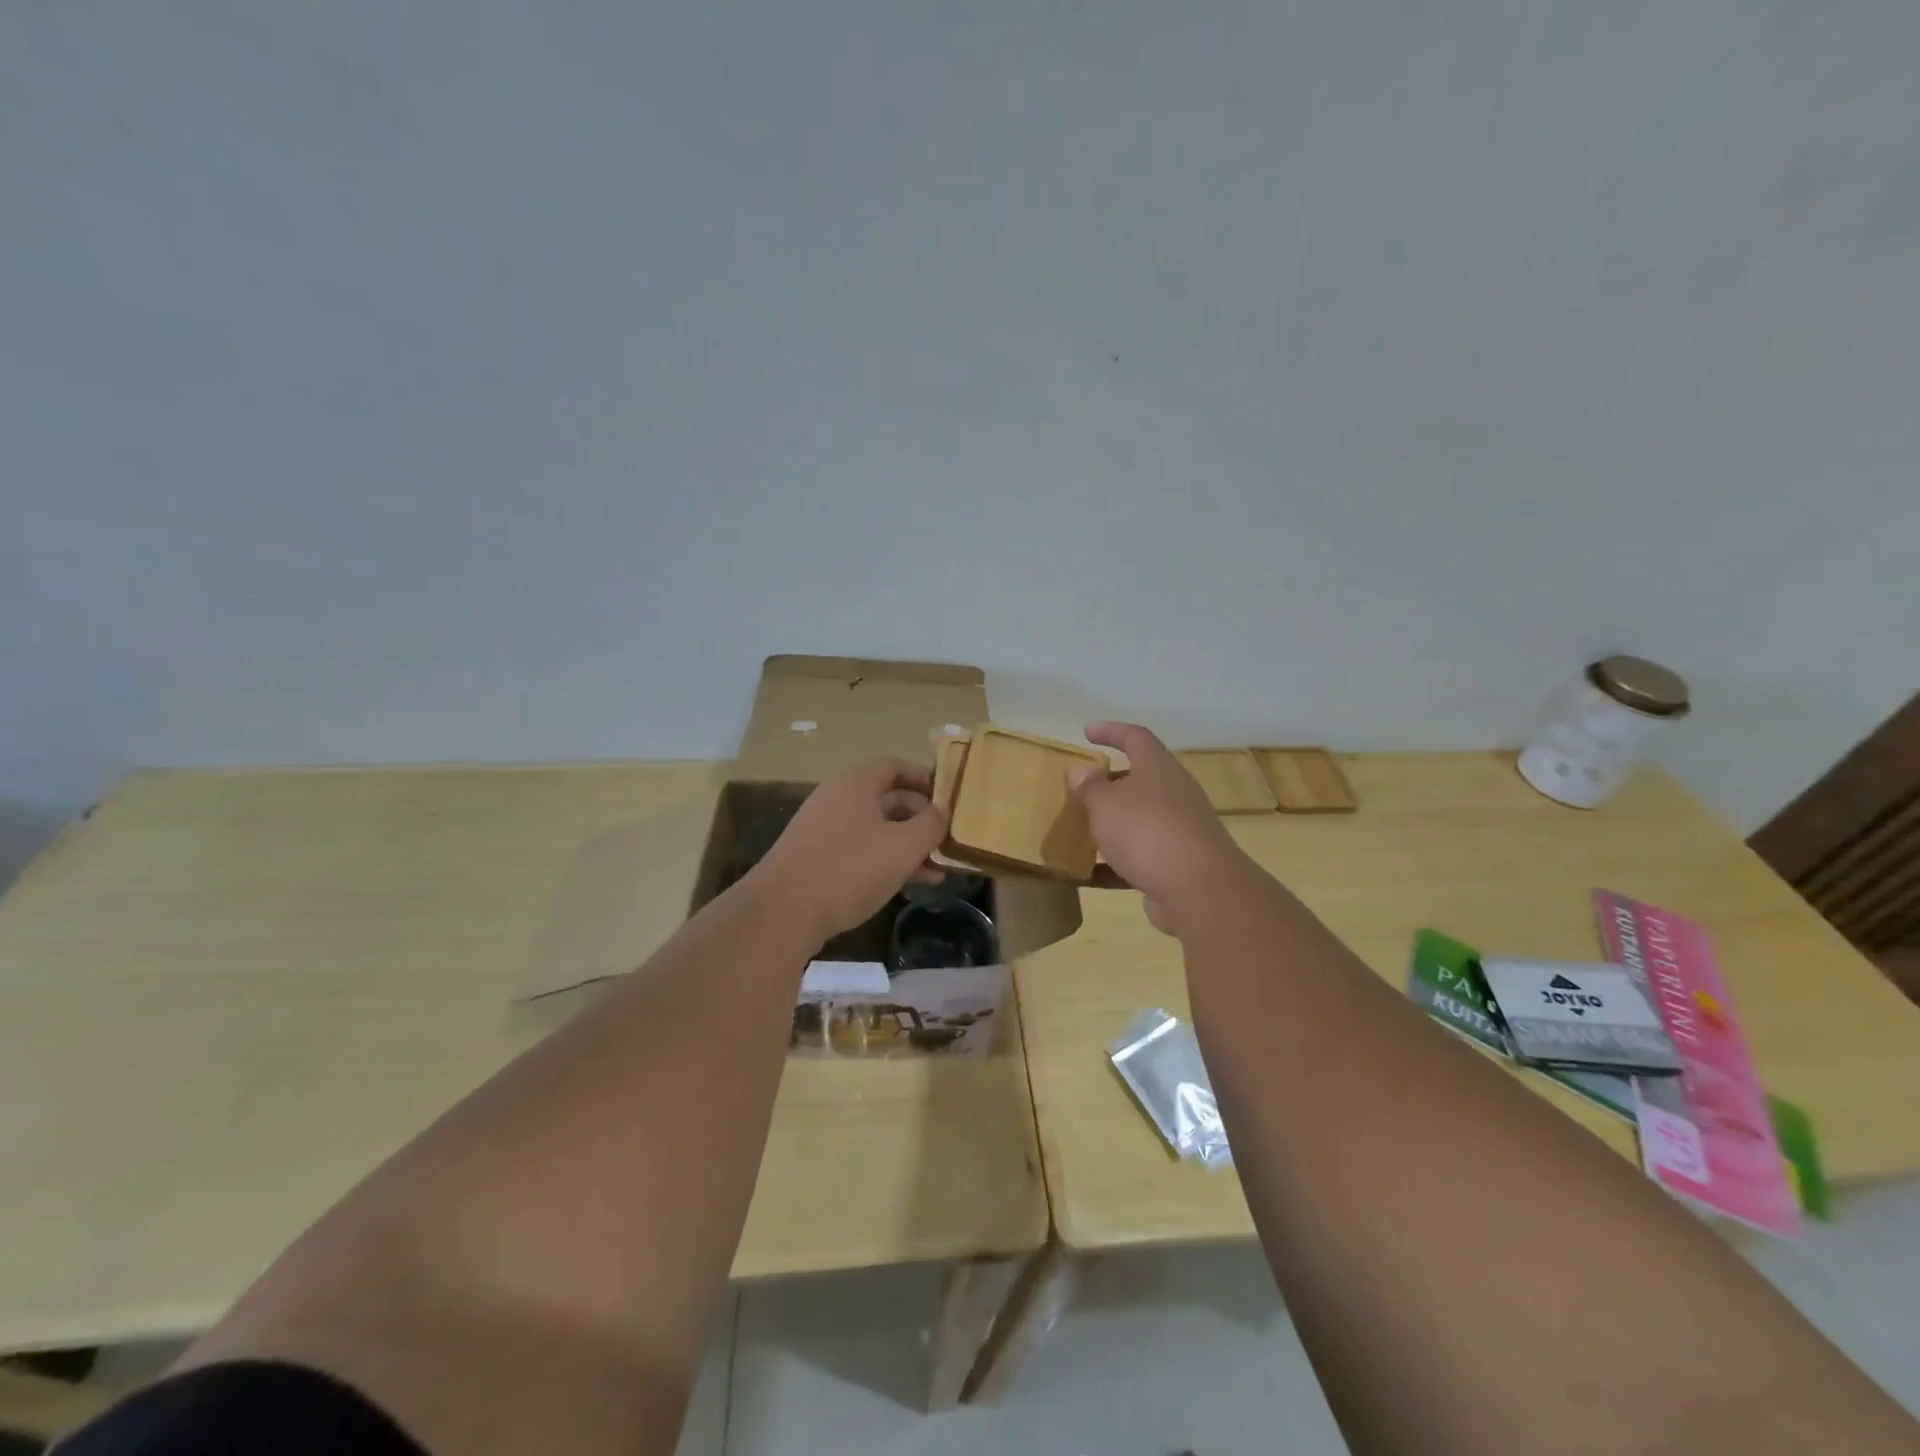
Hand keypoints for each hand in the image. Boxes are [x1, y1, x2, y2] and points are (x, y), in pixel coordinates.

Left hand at [747, 758, 947, 945]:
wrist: (782, 912)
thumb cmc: (850, 868)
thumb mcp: (903, 846)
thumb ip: (931, 824)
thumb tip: (942, 810)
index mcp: (856, 783)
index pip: (895, 766)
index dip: (925, 778)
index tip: (949, 798)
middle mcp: (838, 799)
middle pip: (888, 799)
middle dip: (922, 820)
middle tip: (948, 841)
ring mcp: (824, 830)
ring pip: (877, 830)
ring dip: (908, 847)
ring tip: (938, 872)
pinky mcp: (817, 860)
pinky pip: (861, 852)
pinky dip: (887, 862)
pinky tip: (909, 885)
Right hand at [1070, 723, 1252, 934]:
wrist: (1199, 889)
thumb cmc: (1147, 831)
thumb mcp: (1106, 804)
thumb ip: (1090, 787)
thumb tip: (1080, 771)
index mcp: (1158, 768)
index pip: (1136, 738)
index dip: (1112, 731)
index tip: (1087, 732)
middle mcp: (1174, 794)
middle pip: (1140, 779)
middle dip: (1110, 783)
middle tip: (1081, 789)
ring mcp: (1179, 830)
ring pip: (1139, 820)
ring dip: (1112, 824)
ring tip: (1080, 831)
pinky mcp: (1177, 865)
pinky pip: (1139, 858)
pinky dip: (1114, 864)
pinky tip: (1087, 876)